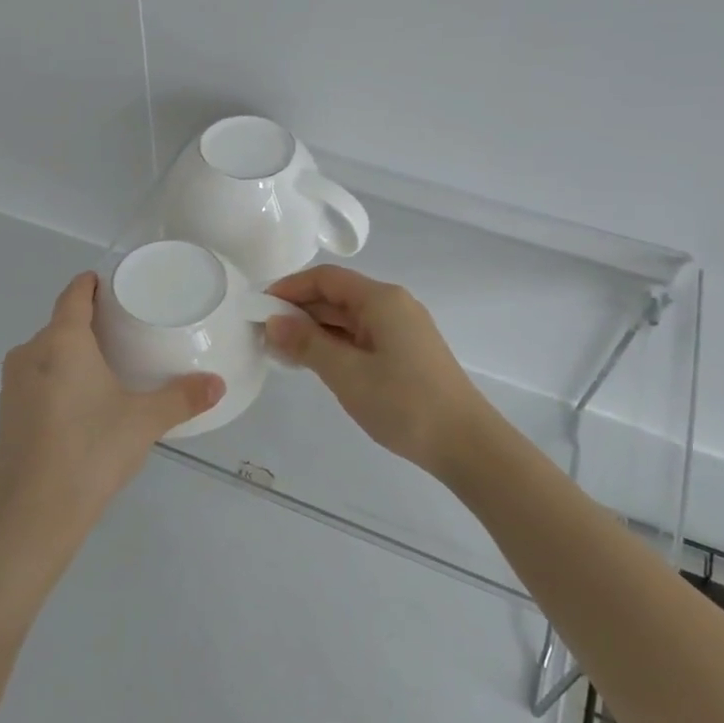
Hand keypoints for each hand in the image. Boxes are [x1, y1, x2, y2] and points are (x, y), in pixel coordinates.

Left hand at [0, 272, 223, 563]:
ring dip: (72, 353)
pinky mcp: (6, 413)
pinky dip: (58, 378)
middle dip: (89, 323)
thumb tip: (218, 385)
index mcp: (61, 341)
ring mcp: (12, 384)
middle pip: (60, 324)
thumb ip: (183, 398)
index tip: (114, 286)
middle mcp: (30, 353)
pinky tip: (82, 403)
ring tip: (108, 367)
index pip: (74, 294)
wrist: (32, 514)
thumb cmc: (90, 452)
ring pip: (46, 353)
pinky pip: (36, 378)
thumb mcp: (144, 422)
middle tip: (126, 332)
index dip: (93, 284)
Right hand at [265, 265, 495, 476]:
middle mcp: (393, 305)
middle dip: (299, 310)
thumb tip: (273, 321)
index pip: (326, 278)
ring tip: (281, 351)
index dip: (289, 288)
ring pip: (348, 318)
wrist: (466, 444)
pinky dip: (335, 345)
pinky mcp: (406, 353)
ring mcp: (402, 330)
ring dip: (315, 330)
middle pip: (337, 296)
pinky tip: (315, 363)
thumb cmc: (404, 403)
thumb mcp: (347, 373)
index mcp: (381, 299)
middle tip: (262, 334)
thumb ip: (307, 344)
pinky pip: (361, 337)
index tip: (257, 308)